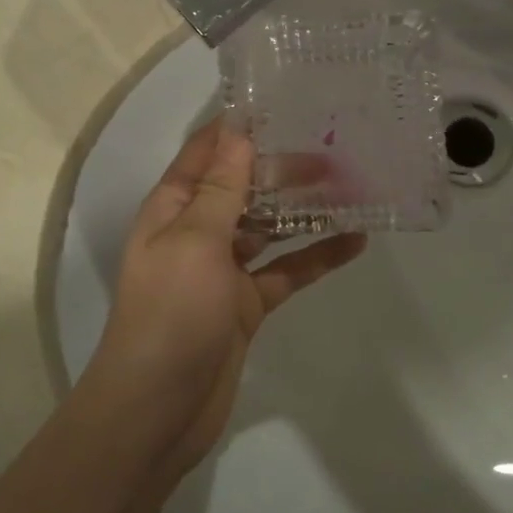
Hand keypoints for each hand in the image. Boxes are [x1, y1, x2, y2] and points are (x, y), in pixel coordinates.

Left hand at [84, 119, 364, 489]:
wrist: (157, 409)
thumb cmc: (170, 313)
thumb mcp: (194, 240)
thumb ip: (221, 188)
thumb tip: (239, 131)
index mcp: (174, 207)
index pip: (207, 151)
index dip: (241, 127)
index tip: (286, 104)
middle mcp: (197, 230)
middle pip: (245, 186)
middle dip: (285, 168)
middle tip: (338, 150)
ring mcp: (223, 268)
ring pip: (270, 226)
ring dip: (305, 209)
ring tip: (354, 186)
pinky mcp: (246, 303)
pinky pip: (286, 270)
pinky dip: (316, 256)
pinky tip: (355, 241)